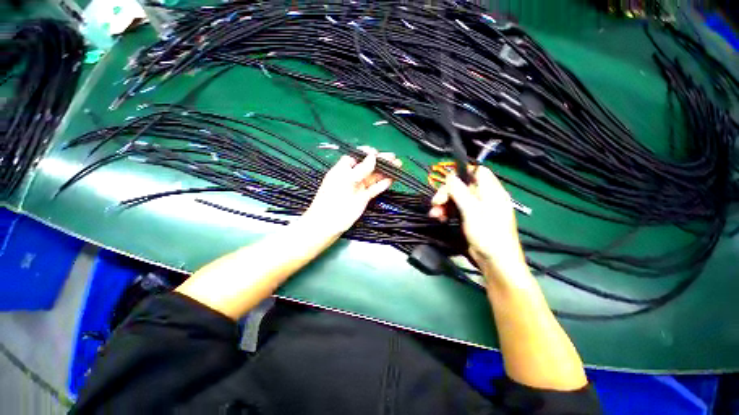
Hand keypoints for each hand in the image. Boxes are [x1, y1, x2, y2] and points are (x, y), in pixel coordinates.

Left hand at [303, 147, 400, 235]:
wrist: (328, 222)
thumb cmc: (333, 199)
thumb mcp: (346, 181)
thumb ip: (360, 169)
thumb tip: (373, 156)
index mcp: (343, 169)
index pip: (356, 157)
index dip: (367, 154)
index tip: (377, 153)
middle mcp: (352, 176)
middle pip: (368, 166)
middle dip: (381, 161)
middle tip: (394, 158)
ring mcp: (358, 187)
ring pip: (373, 177)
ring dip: (385, 172)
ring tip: (398, 166)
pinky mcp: (364, 198)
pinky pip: (374, 189)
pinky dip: (382, 184)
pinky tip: (391, 180)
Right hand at [429, 166, 527, 280]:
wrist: (494, 261)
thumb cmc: (487, 234)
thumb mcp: (472, 210)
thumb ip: (460, 192)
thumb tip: (450, 176)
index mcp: (491, 191)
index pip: (478, 172)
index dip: (463, 172)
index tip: (447, 180)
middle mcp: (484, 197)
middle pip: (462, 186)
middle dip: (447, 193)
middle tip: (436, 202)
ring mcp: (476, 209)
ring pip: (456, 198)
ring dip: (443, 204)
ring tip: (435, 214)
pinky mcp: (469, 218)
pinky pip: (456, 209)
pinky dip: (446, 212)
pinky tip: (439, 218)